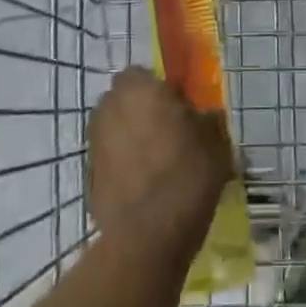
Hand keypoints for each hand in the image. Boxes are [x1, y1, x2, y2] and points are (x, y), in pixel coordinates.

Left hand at [89, 66, 234, 266]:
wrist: (150, 233)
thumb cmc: (188, 173)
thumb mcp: (216, 139)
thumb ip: (207, 118)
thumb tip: (205, 115)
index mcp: (140, 89)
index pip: (142, 73)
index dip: (159, 87)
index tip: (178, 105)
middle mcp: (110, 108)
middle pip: (124, 100)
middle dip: (141, 110)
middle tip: (169, 131)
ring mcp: (95, 143)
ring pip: (115, 129)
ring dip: (131, 137)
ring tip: (158, 162)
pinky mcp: (89, 176)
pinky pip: (110, 160)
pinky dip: (123, 166)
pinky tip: (146, 186)